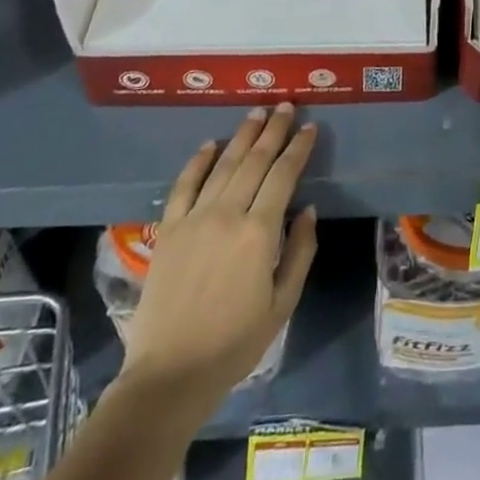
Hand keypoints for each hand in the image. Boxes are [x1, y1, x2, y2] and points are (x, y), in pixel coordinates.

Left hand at [118, 105, 318, 403]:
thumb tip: (307, 210)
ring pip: (223, 165)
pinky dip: (198, 161)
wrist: (169, 374)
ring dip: (242, 135)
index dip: (298, 148)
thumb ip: (299, 252)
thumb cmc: (235, 343)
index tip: (310, 127)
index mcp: (259, 232)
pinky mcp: (169, 230)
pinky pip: (184, 185)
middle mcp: (227, 214)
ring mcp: (194, 219)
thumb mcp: (282, 303)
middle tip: (286, 106)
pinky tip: (210, 144)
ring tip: (257, 112)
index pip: (283, 175)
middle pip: (254, 161)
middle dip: (273, 130)